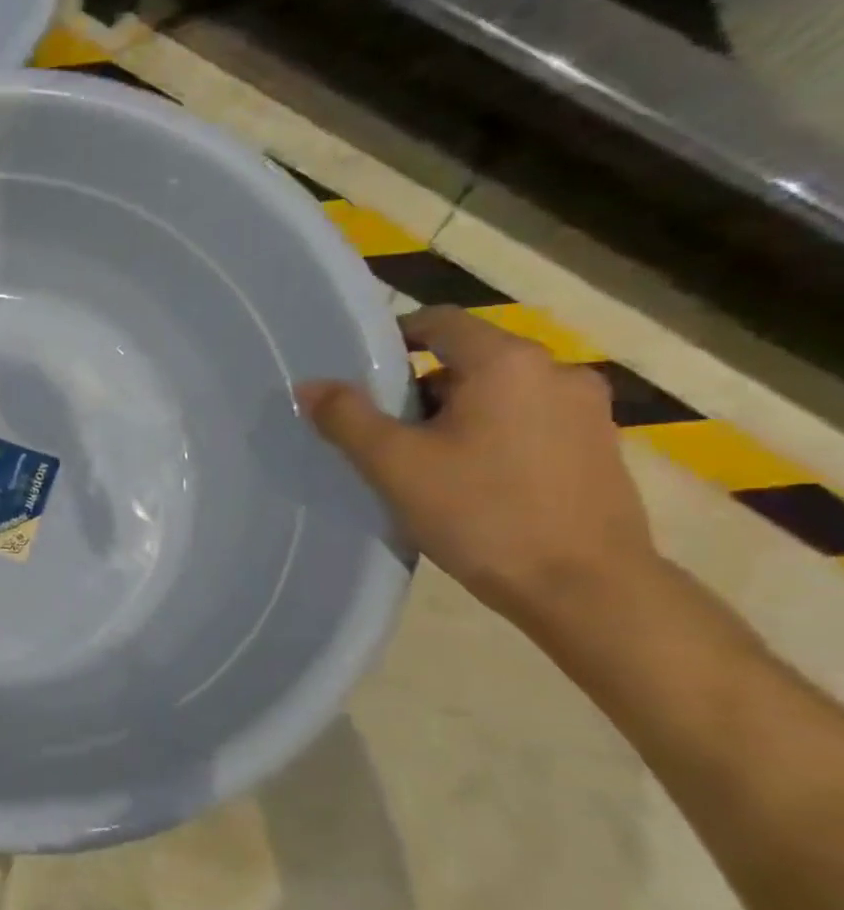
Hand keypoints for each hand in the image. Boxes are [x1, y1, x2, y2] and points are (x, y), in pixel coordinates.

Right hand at [296, 306, 656, 624]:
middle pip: (468, 360)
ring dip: (457, 416)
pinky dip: (492, 437)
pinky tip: (473, 484)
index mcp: (507, 363)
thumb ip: (346, 417)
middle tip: (385, 435)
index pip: (439, 321)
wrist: (585, 588)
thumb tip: (310, 385)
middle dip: (420, 390)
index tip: (361, 377)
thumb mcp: (394, 464)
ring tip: (425, 466)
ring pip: (499, 394)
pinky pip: (528, 422)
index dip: (393, 339)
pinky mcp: (599, 448)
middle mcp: (556, 371)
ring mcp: (587, 411)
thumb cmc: (481, 513)